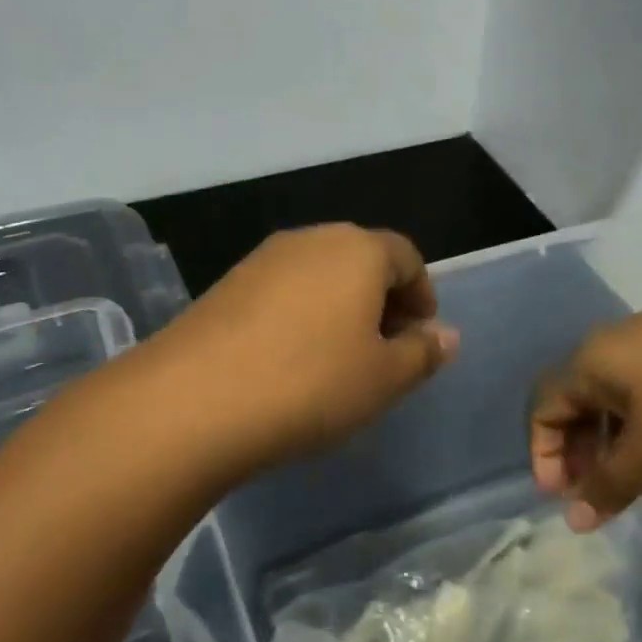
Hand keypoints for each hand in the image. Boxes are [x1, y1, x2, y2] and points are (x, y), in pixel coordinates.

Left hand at [149, 224, 458, 477]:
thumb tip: (448, 335)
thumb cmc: (311, 385)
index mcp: (358, 250)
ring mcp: (262, 260)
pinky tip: (292, 361)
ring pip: (319, 275)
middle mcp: (310, 240)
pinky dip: (301, 316)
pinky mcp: (225, 285)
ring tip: (340, 359)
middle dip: (382, 300)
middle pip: (361, 260)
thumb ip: (422, 353)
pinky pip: (282, 292)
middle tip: (386, 349)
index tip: (422, 336)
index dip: (422, 295)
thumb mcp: (383, 378)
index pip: (406, 257)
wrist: (193, 401)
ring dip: (340, 308)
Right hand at [530, 282, 641, 529]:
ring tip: (630, 476)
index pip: (542, 408)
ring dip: (608, 439)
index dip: (543, 455)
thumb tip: (574, 520)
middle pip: (573, 400)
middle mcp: (612, 344)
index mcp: (590, 362)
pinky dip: (638, 421)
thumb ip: (610, 486)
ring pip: (611, 395)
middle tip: (595, 491)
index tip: (564, 497)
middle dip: (576, 450)